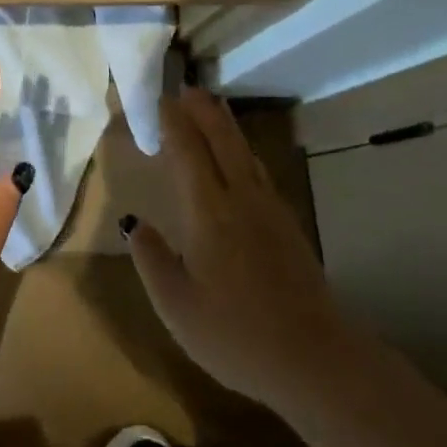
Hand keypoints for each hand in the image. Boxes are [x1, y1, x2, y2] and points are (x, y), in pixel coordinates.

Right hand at [127, 87, 350, 416]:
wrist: (314, 359)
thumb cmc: (236, 334)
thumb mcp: (177, 307)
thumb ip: (151, 259)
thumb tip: (132, 221)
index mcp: (209, 212)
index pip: (188, 151)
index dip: (174, 122)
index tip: (161, 99)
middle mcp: (241, 198)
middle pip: (222, 140)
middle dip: (203, 110)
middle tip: (187, 88)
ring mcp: (269, 210)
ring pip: (245, 152)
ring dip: (226, 125)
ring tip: (212, 109)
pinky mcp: (288, 226)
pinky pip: (259, 170)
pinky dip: (243, 151)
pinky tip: (242, 160)